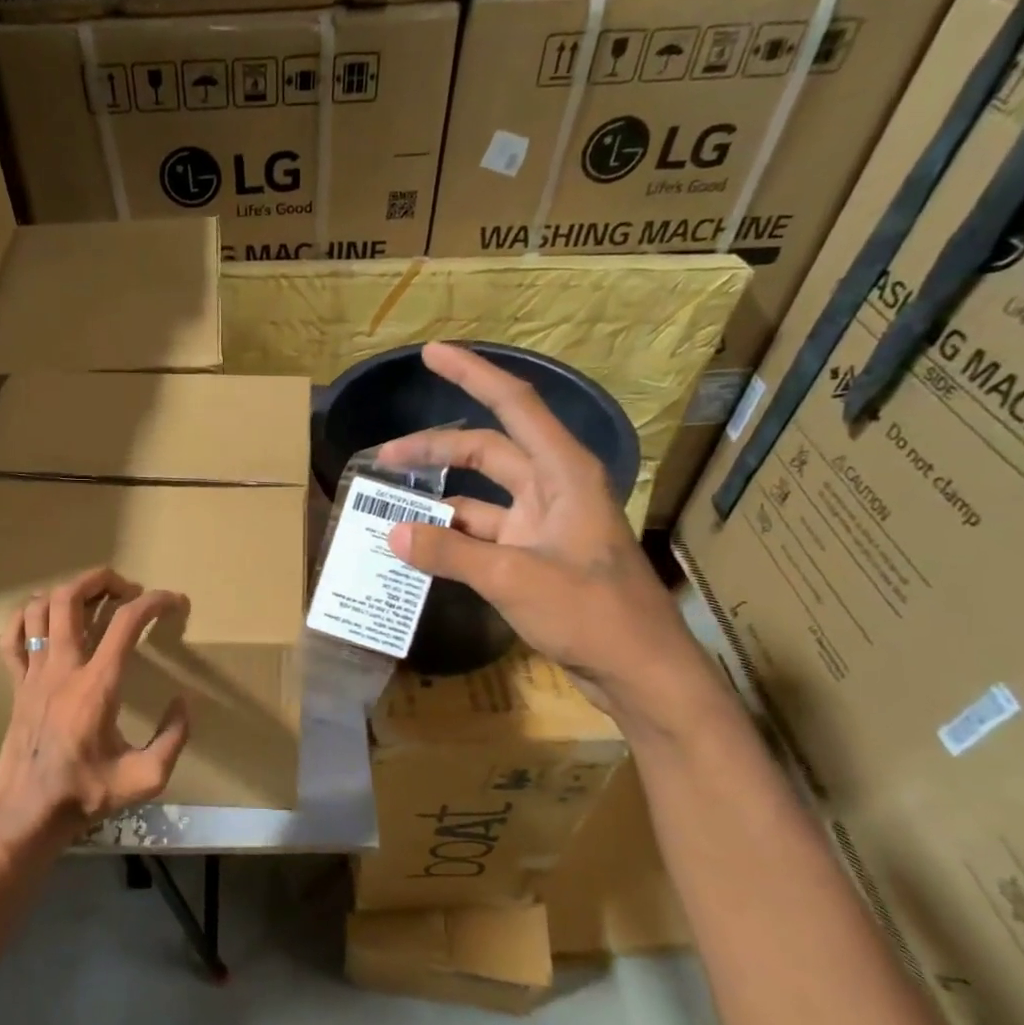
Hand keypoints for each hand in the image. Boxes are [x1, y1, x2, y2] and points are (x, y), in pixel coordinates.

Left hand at [0, 567, 190, 845]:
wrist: (29, 814)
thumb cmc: (87, 794)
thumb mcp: (146, 778)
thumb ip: (174, 738)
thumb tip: (183, 703)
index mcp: (97, 685)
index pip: (126, 623)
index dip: (154, 602)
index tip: (174, 601)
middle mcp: (62, 668)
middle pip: (71, 597)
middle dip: (102, 580)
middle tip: (126, 590)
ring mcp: (33, 673)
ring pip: (38, 608)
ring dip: (67, 593)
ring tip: (92, 600)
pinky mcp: (16, 684)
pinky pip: (11, 637)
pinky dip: (26, 617)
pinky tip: (44, 619)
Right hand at [378, 343, 713, 732]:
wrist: (639, 671)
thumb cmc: (591, 614)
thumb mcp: (513, 579)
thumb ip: (451, 554)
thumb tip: (394, 535)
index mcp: (563, 474)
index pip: (514, 406)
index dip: (473, 374)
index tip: (432, 353)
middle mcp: (552, 489)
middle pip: (487, 450)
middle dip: (435, 448)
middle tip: (384, 458)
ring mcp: (543, 524)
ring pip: (481, 493)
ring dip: (438, 496)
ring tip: (390, 505)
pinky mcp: (534, 556)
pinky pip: (483, 533)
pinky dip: (451, 536)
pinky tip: (419, 546)